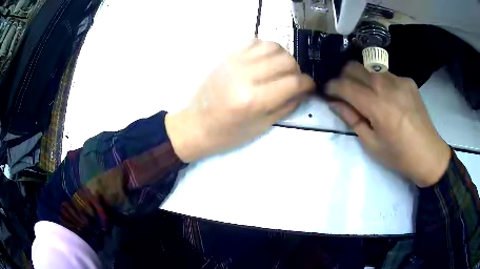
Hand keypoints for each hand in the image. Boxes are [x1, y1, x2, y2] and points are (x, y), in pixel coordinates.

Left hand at [165, 40, 314, 162]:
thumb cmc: (227, 133)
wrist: (195, 124)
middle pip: (286, 60)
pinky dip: (267, 49)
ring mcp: (234, 61)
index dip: (307, 83)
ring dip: (284, 57)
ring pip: (273, 46)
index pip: (292, 82)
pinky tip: (266, 61)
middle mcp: (245, 75)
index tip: (310, 87)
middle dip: (297, 71)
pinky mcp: (227, 56)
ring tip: (281, 70)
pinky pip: (255, 42)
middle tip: (294, 81)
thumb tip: (303, 91)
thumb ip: (286, 105)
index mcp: (253, 99)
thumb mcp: (261, 126)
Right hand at [327, 62, 450, 187]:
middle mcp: (386, 85)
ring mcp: (399, 80)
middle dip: (343, 77)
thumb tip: (335, 103)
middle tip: (344, 93)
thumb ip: (352, 119)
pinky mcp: (408, 81)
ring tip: (366, 96)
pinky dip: (379, 83)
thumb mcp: (371, 144)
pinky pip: (386, 75)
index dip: (331, 87)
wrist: (429, 154)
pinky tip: (387, 98)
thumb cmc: (399, 155)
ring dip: (361, 78)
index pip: (344, 85)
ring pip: (369, 68)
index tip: (327, 92)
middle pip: (354, 67)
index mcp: (376, 105)